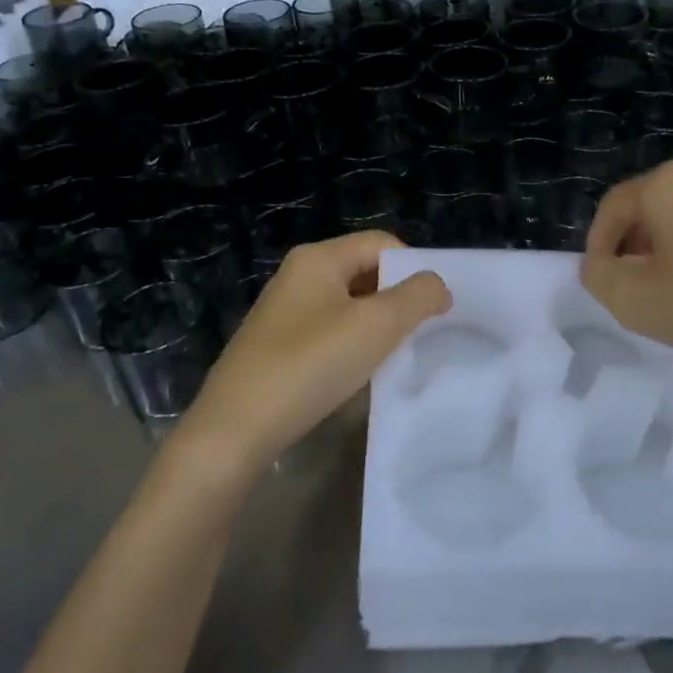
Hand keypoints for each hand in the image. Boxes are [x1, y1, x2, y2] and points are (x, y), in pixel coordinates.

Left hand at [179, 232, 450, 473]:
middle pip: (365, 271)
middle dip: (397, 298)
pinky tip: (357, 373)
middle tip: (420, 332)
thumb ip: (418, 297)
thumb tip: (437, 285)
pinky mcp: (276, 345)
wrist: (235, 430)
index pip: (382, 242)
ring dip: (376, 325)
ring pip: (348, 304)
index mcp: (318, 258)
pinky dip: (351, 344)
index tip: (435, 307)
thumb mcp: (377, 326)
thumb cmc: (310, 365)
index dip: (415, 268)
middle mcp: (298, 275)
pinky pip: (328, 330)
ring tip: (394, 356)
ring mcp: (284, 311)